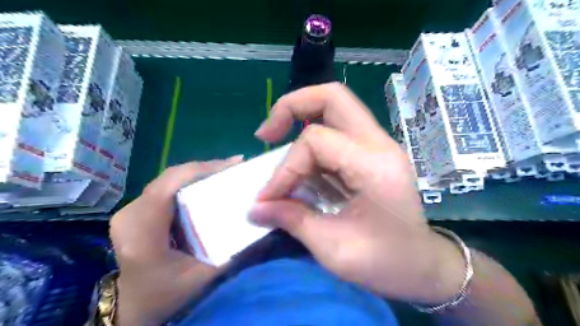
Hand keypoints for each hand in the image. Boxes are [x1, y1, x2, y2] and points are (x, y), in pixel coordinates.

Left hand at [111, 156, 241, 325]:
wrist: (133, 306)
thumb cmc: (166, 295)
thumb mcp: (203, 278)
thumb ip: (230, 251)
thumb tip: (256, 222)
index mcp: (142, 233)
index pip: (168, 187)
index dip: (200, 169)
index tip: (232, 164)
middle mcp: (130, 215)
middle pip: (169, 178)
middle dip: (205, 168)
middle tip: (235, 166)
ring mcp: (129, 211)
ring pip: (168, 179)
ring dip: (198, 173)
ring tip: (226, 172)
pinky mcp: (135, 211)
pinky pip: (165, 187)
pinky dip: (188, 182)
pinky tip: (207, 183)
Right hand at [252, 83, 465, 304]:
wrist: (423, 266)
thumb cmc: (386, 263)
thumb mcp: (334, 249)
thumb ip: (292, 221)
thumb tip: (256, 208)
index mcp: (374, 166)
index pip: (316, 141)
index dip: (285, 168)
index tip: (269, 198)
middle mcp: (379, 144)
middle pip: (333, 97)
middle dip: (292, 106)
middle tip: (268, 133)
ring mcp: (378, 145)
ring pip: (334, 108)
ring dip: (300, 120)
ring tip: (276, 142)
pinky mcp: (372, 153)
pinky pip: (336, 130)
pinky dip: (311, 142)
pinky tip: (300, 166)